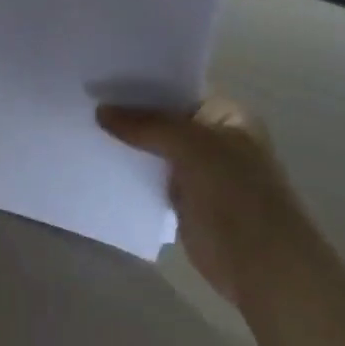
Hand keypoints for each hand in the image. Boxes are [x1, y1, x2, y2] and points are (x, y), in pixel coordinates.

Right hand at [98, 93, 311, 305]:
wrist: (261, 265)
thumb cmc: (236, 196)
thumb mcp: (193, 148)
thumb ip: (148, 126)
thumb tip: (100, 111)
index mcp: (228, 115)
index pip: (179, 88)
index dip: (143, 84)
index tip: (102, 79)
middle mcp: (215, 138)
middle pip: (165, 119)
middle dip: (130, 114)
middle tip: (84, 102)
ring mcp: (201, 171)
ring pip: (156, 149)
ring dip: (128, 144)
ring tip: (83, 128)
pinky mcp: (186, 201)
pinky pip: (152, 178)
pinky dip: (131, 173)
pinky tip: (100, 164)